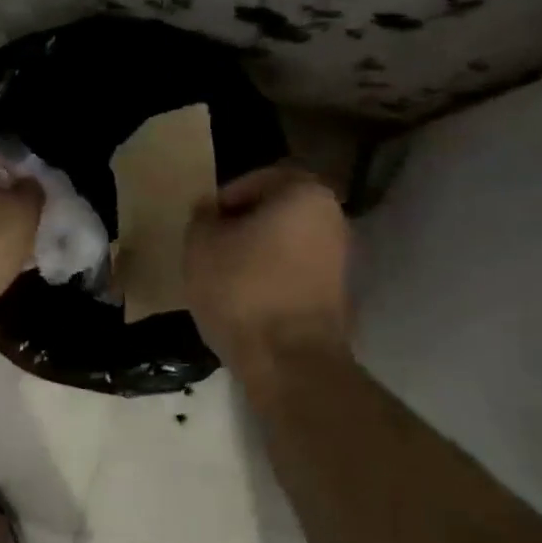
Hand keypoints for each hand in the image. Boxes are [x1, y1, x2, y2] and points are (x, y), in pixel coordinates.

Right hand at [184, 164, 351, 376]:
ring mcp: (340, 258)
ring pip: (285, 243)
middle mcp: (333, 217)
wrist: (289, 361)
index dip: (222, 202)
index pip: (253, 181)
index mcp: (305, 193)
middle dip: (241, 227)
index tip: (202, 227)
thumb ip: (202, 217)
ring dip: (256, 254)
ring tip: (224, 278)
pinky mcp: (337, 294)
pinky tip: (246, 300)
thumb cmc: (242, 289)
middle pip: (274, 212)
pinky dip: (271, 279)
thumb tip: (211, 211)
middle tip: (211, 249)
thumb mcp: (201, 244)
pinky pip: (294, 273)